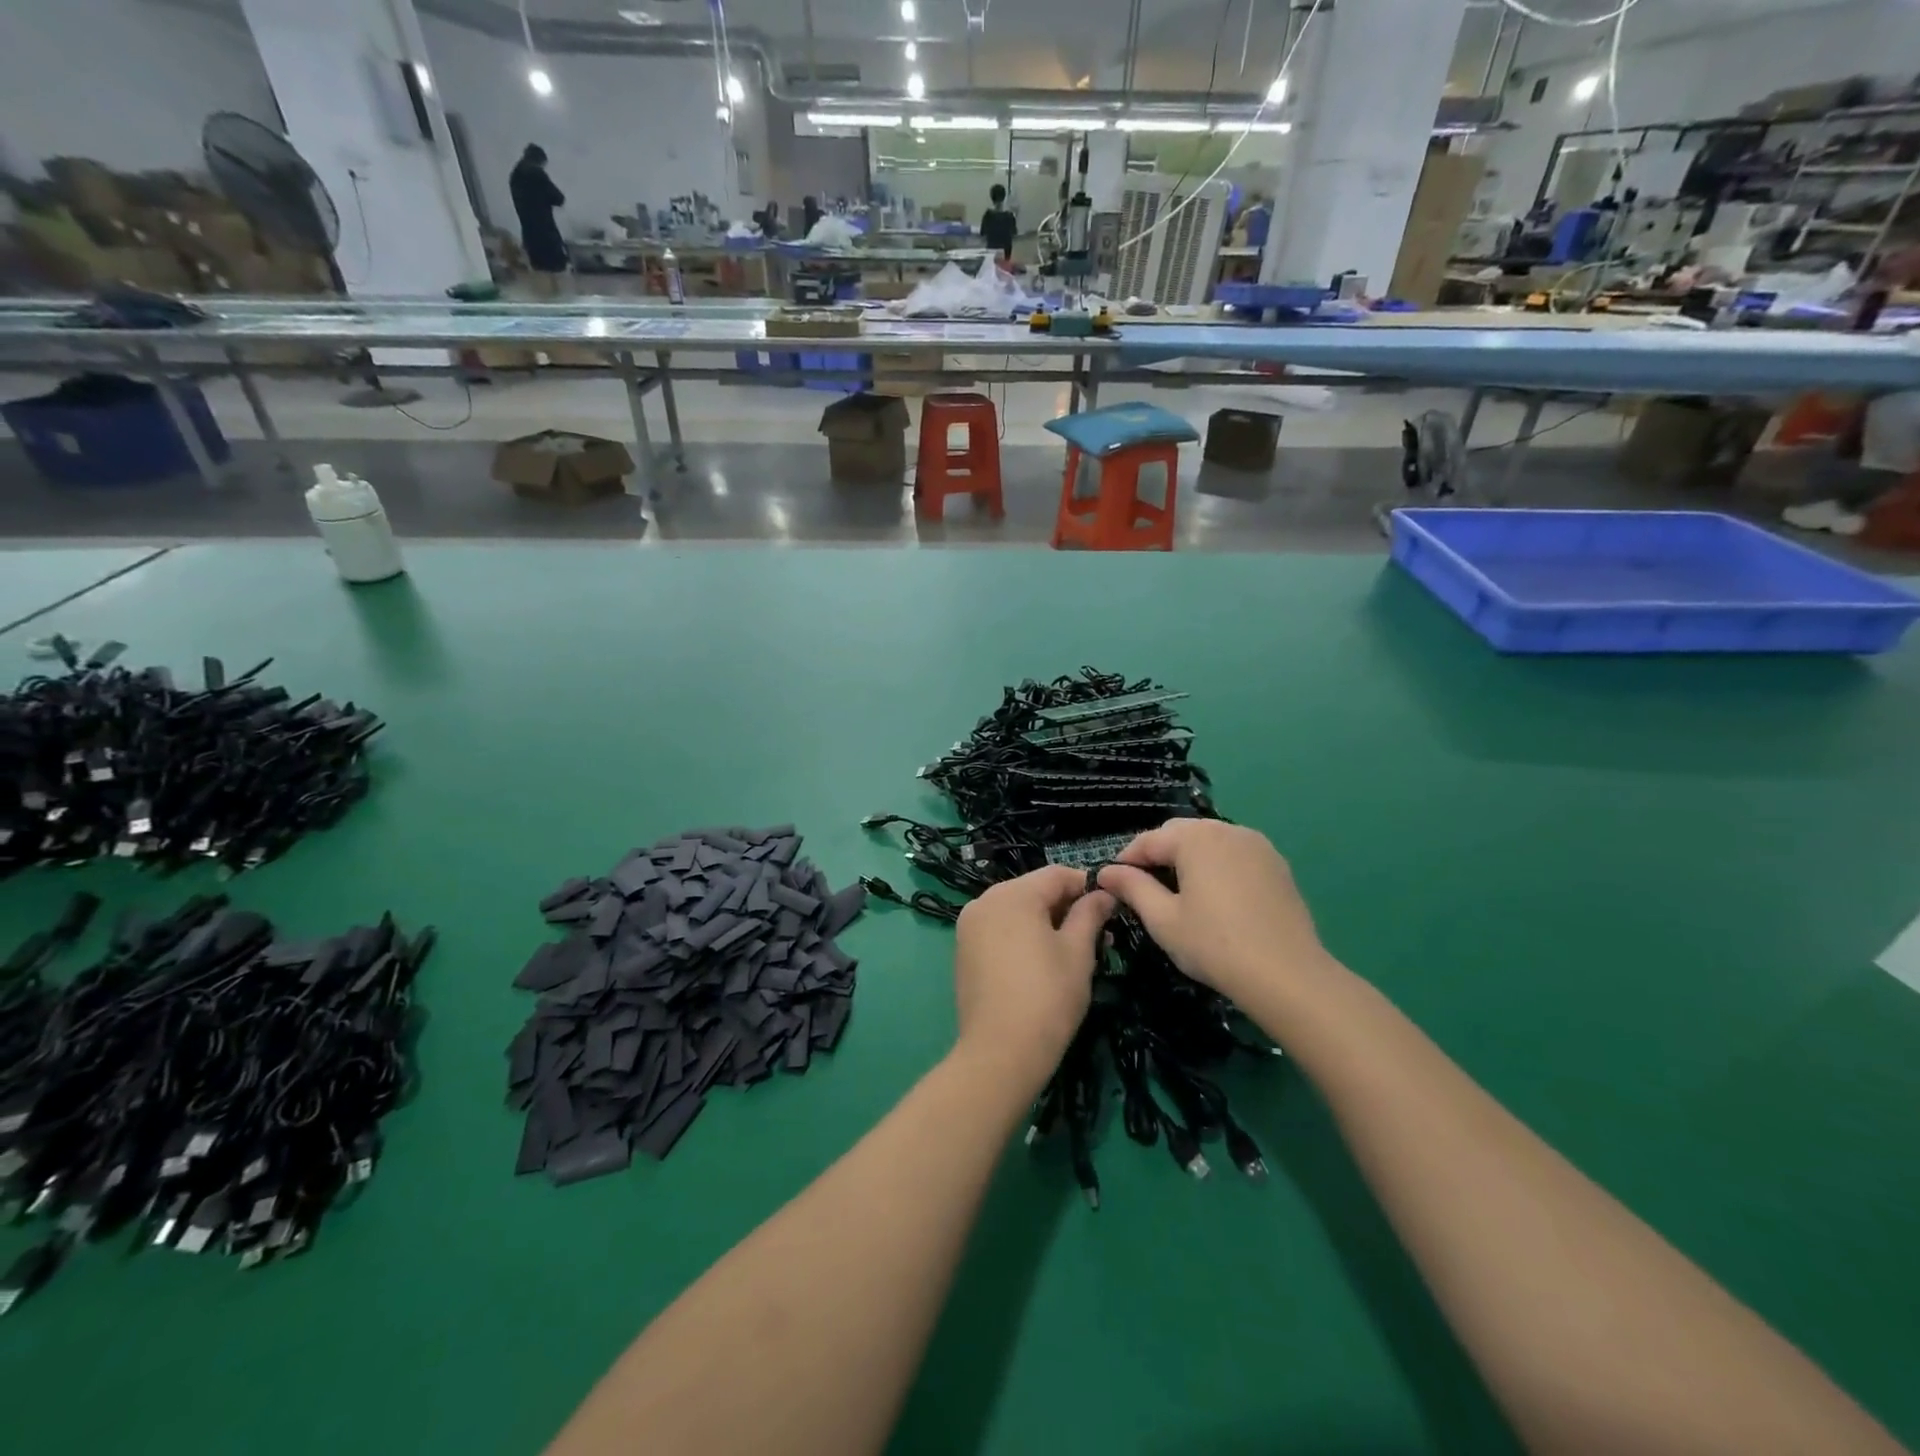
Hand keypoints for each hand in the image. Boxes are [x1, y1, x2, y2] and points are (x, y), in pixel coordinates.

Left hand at [952, 866, 1113, 1086]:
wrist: (1000, 1052)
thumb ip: (1090, 914)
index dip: (1088, 886)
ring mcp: (969, 926)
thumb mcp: (1078, 952)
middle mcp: (984, 901)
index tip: (1112, 907)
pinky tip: (1043, 962)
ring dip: (1047, 923)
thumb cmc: (1047, 996)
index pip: (1057, 875)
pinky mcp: (964, 951)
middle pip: (1034, 891)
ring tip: (1076, 951)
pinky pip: (1000, 930)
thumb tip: (1103, 894)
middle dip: (1067, 907)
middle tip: (1099, 935)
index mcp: (1012, 894)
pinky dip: (1023, 937)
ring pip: (1017, 911)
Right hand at [1097, 820, 1331, 1005]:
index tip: (1112, 884)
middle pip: (1179, 833)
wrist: (1287, 975)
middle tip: (1144, 889)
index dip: (1126, 860)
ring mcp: (1257, 845)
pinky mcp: (1276, 864)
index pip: (1148, 840)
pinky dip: (1217, 866)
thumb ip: (1132, 888)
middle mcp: (1226, 830)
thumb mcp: (1162, 919)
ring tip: (1179, 892)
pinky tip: (1215, 897)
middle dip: (1158, 854)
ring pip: (1209, 841)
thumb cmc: (1214, 945)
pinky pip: (1235, 854)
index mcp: (1195, 838)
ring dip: (1188, 858)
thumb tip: (1106, 872)